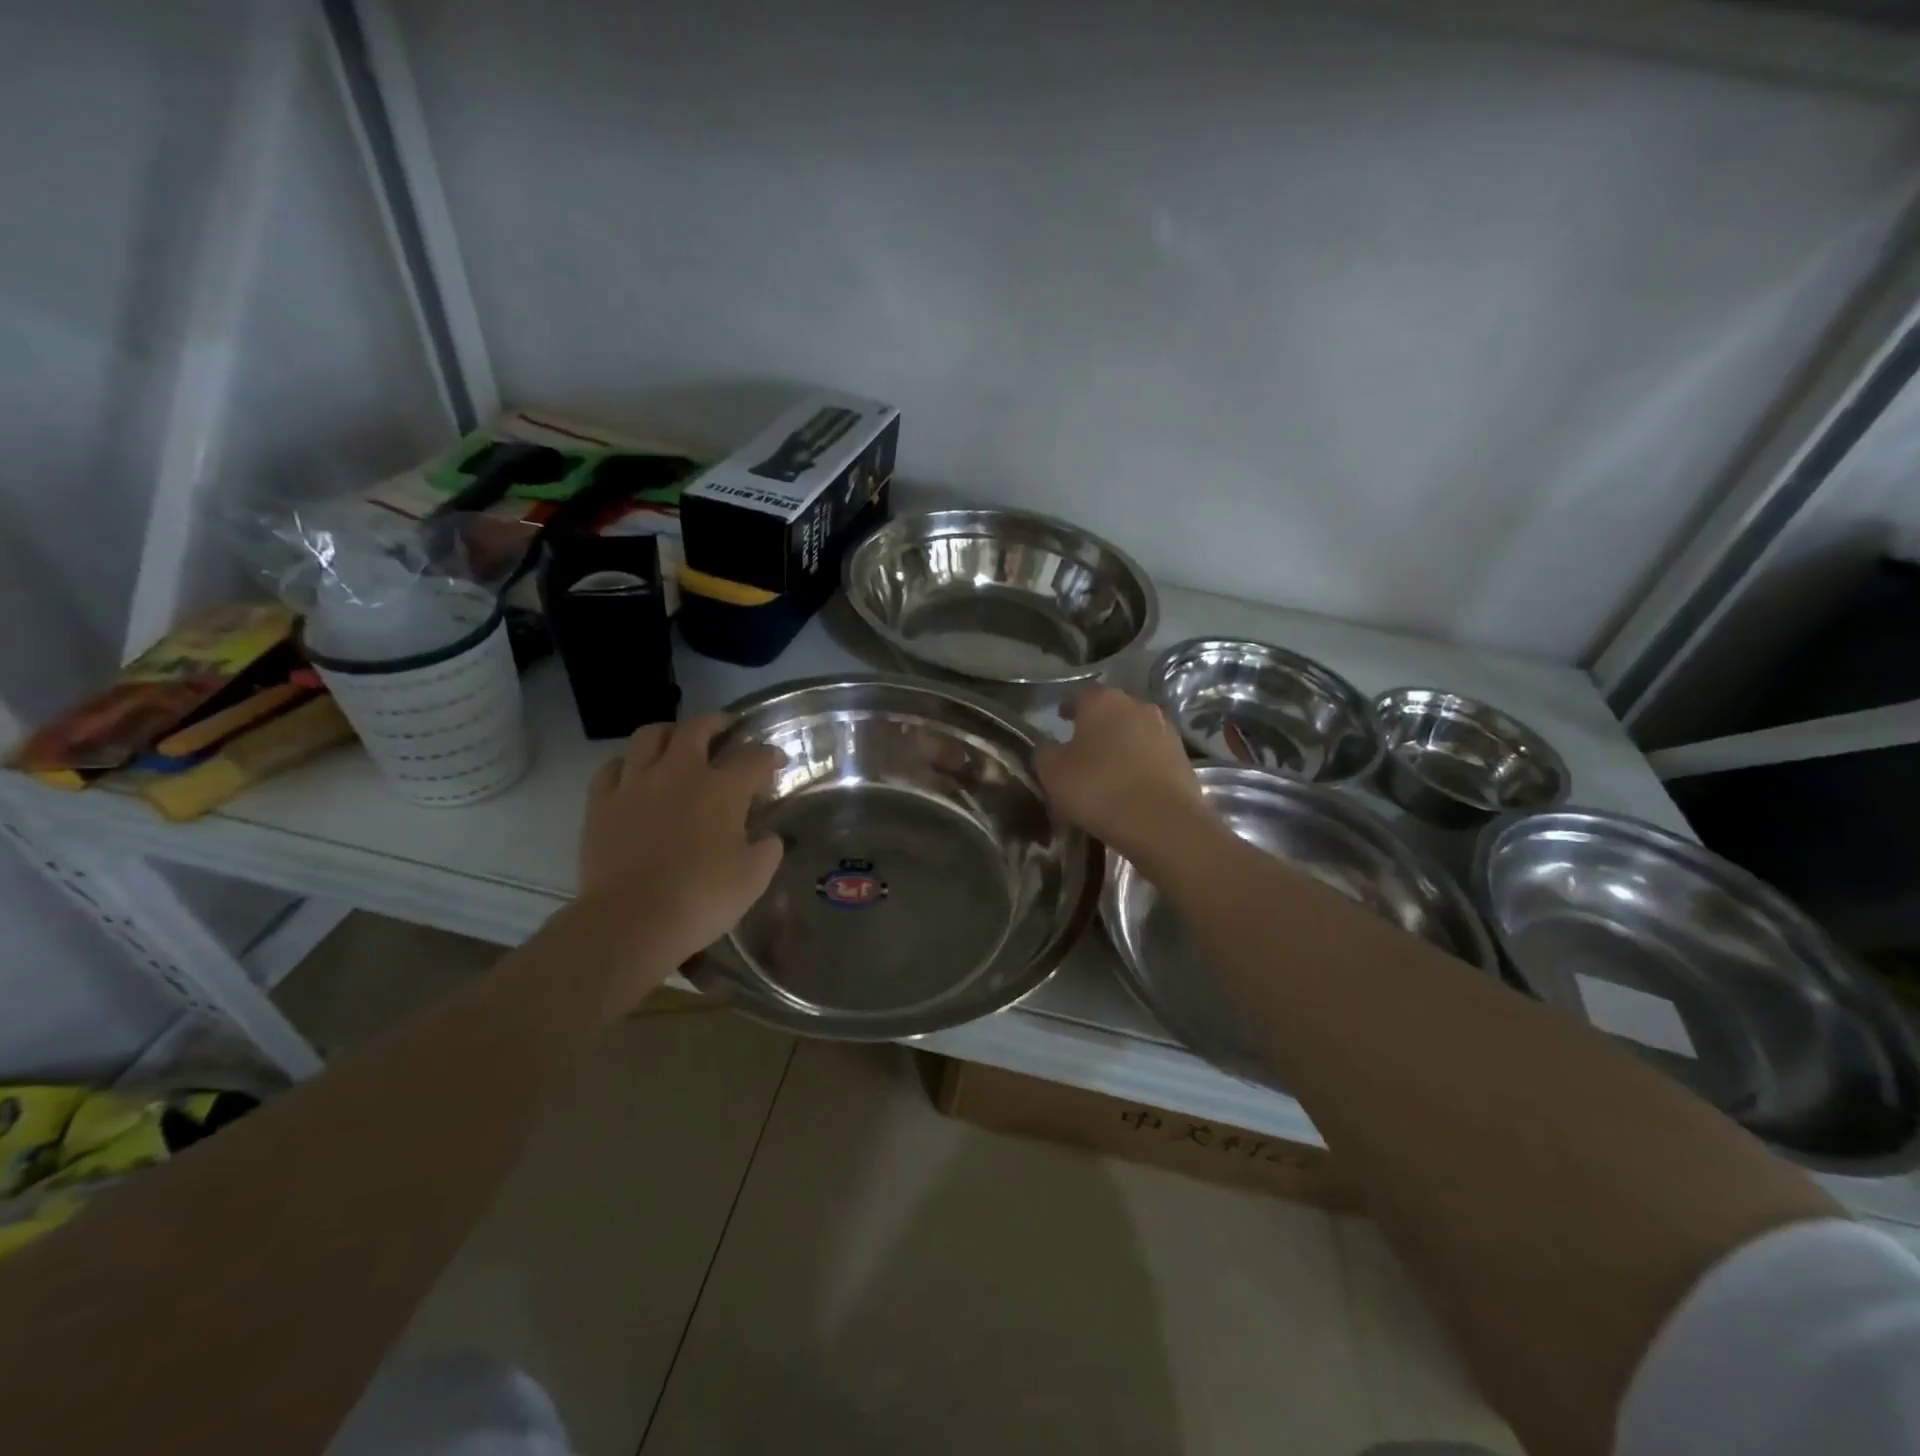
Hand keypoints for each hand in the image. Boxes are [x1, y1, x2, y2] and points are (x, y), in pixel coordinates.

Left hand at [577, 716, 783, 998]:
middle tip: (725, 727)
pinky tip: (633, 773)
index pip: (753, 758)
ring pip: (650, 736)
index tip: (776, 760)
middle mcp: (680, 773)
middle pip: (698, 729)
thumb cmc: (702, 897)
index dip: (769, 755)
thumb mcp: (754, 878)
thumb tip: (767, 838)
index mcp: (723, 788)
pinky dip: (627, 763)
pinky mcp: (601, 803)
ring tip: (676, 741)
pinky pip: (612, 767)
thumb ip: (767, 850)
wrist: (631, 920)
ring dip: (668, 733)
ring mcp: (636, 784)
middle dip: (716, 723)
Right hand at [1034, 685, 1211, 865]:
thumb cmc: (1099, 790)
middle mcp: (1138, 706)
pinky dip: (1140, 764)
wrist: (1163, 824)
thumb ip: (1045, 752)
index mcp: (1103, 701)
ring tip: (1108, 770)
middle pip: (1111, 712)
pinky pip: (1152, 755)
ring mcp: (1165, 731)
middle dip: (1096, 726)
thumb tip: (1049, 747)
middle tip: (1082, 748)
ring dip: (1121, 745)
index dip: (1067, 708)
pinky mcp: (1183, 757)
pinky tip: (1131, 785)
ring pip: (1134, 732)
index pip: (1079, 696)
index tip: (1060, 721)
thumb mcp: (1053, 773)